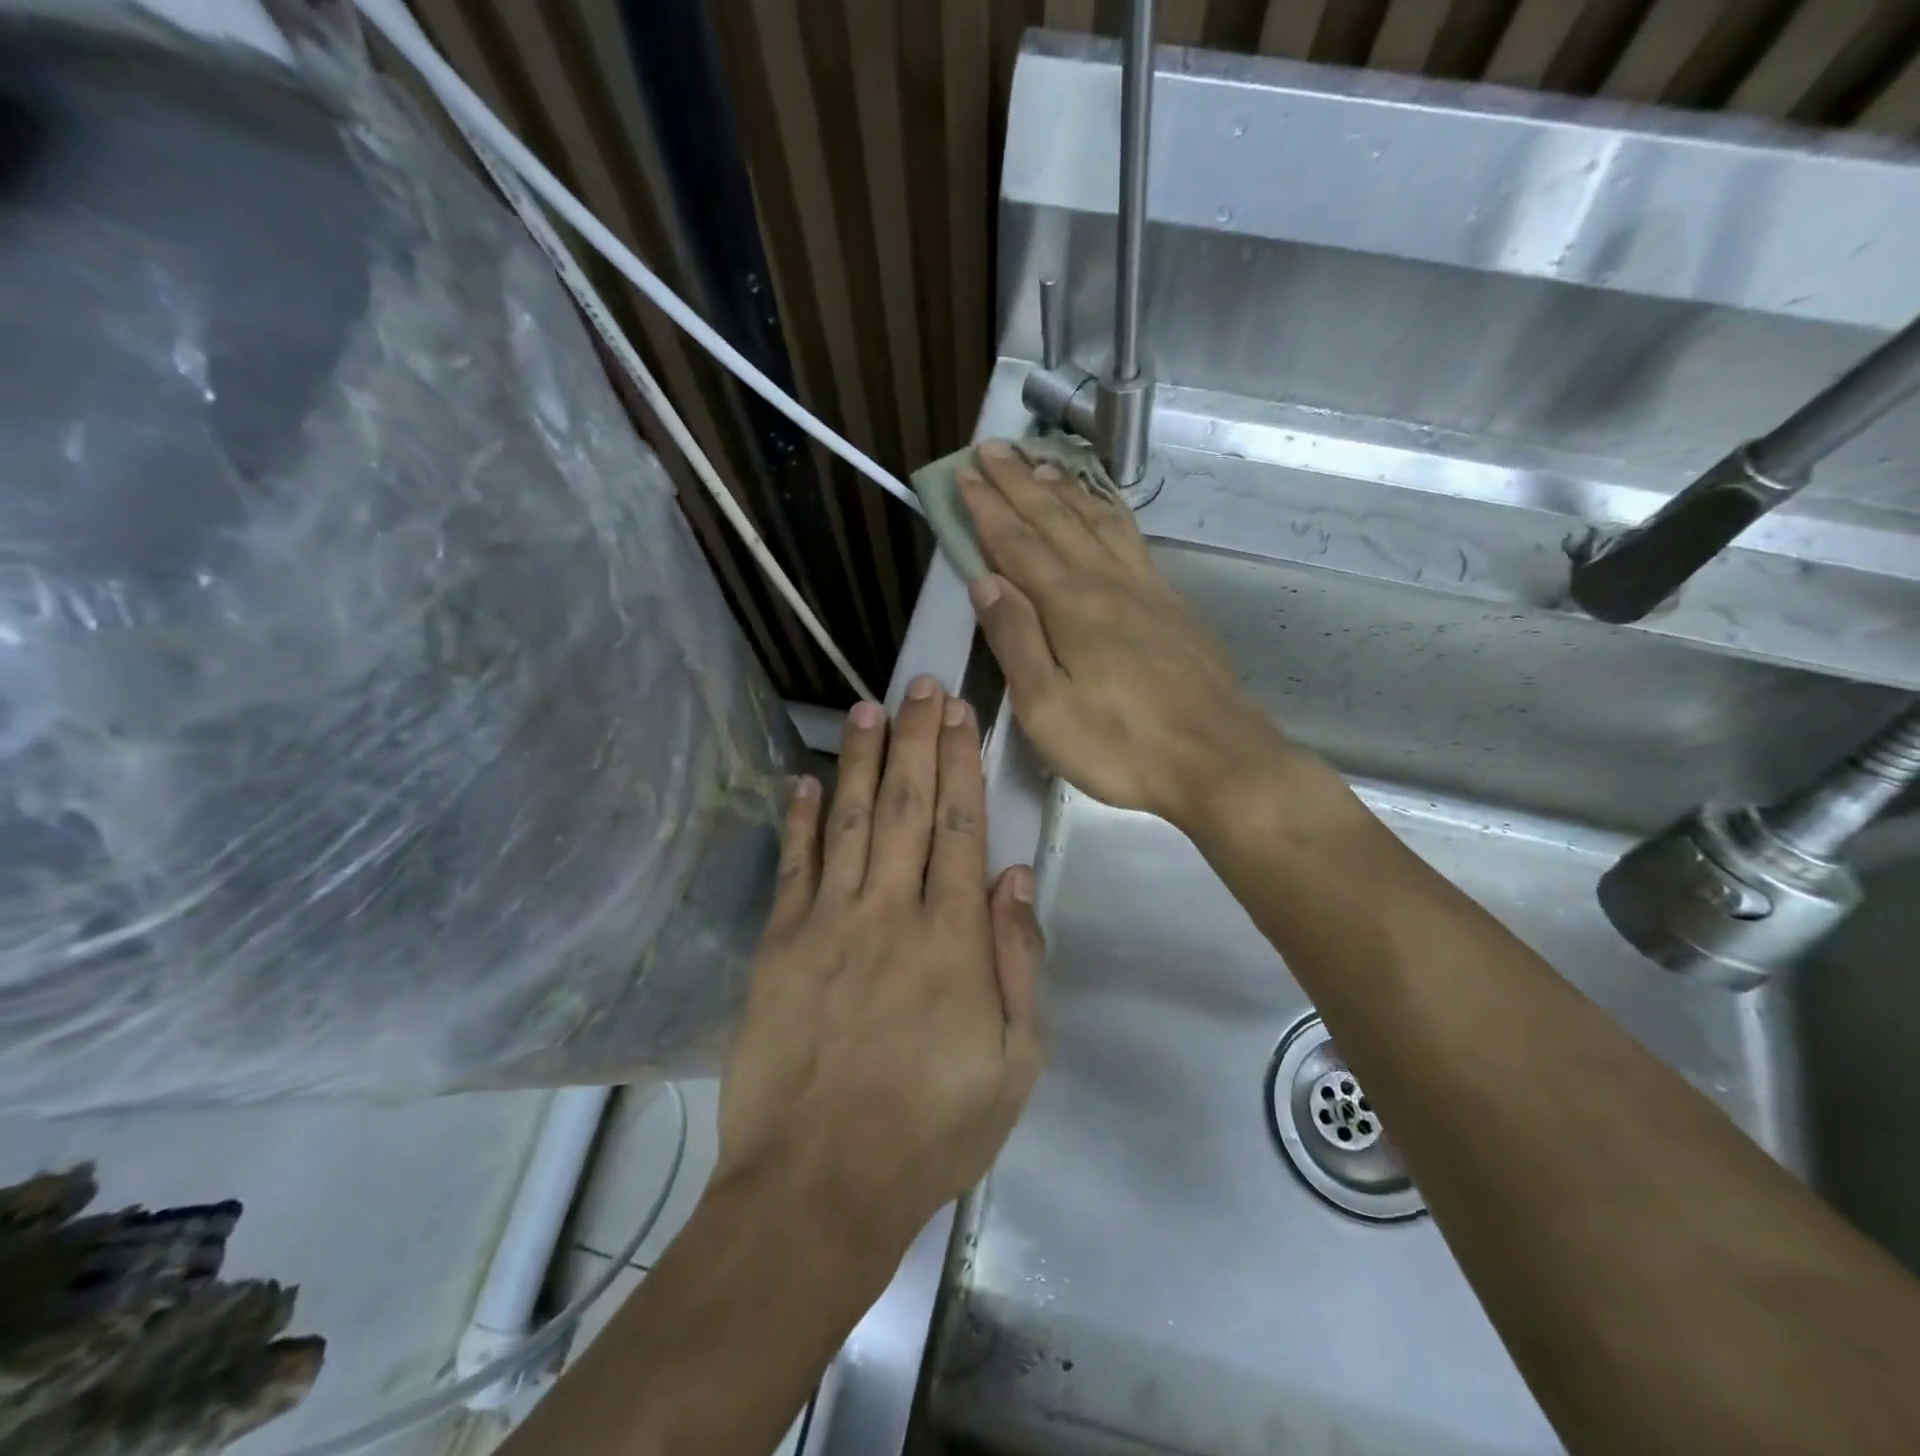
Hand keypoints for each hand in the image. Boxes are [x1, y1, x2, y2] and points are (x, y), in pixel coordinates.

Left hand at [715, 677, 1044, 1271]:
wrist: (817, 1187)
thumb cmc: (930, 1130)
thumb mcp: (1015, 1065)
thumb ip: (1018, 964)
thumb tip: (1015, 880)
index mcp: (951, 940)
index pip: (962, 829)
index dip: (961, 764)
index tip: (959, 714)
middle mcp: (889, 913)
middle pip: (908, 808)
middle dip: (915, 740)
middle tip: (918, 685)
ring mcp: (827, 924)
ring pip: (850, 821)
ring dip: (862, 760)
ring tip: (868, 708)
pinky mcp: (778, 946)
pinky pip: (793, 867)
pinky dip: (799, 818)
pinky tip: (805, 778)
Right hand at [958, 440, 1291, 831]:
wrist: (1219, 760)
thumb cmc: (1121, 746)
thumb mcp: (1047, 709)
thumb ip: (1016, 640)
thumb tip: (985, 580)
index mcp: (1071, 606)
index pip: (1018, 544)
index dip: (988, 508)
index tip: (964, 475)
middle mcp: (1107, 583)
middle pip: (1057, 519)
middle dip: (1020, 482)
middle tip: (993, 449)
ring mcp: (1145, 589)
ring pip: (1097, 521)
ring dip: (1065, 489)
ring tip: (1042, 463)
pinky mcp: (1171, 604)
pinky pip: (1131, 539)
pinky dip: (1108, 512)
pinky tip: (1104, 510)